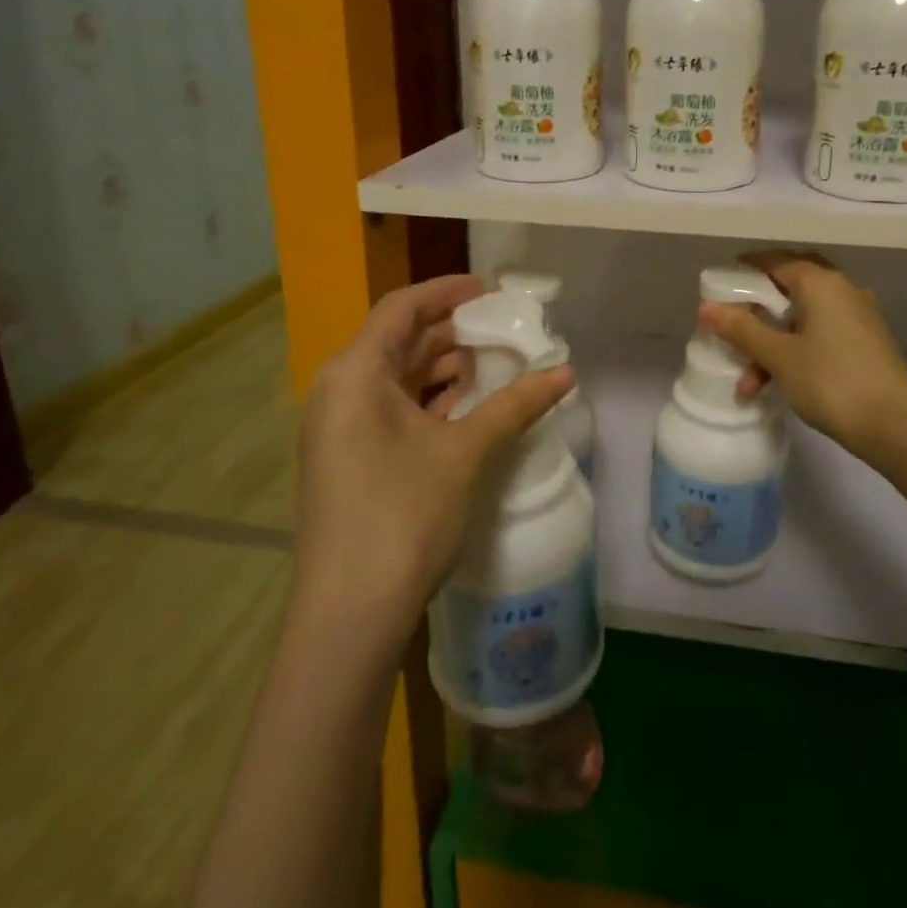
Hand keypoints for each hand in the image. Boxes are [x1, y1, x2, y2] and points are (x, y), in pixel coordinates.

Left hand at [291, 275, 572, 652]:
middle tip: (502, 330)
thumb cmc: (402, 516)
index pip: (401, 308)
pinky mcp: (349, 460)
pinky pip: (391, 410)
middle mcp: (338, 392)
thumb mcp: (465, 453)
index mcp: (354, 374)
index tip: (489, 290)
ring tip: (495, 367)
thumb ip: (516, 405)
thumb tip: (567, 373)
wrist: (347, 617)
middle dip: (451, 333)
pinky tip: (469, 411)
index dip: (446, 291)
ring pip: (396, 378)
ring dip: (443, 369)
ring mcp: (340, 429)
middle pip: (398, 341)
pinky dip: (430, 402)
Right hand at [699, 251, 906, 467]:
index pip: (776, 261)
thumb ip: (742, 329)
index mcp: (821, 283)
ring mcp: (857, 318)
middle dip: (760, 305)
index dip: (746, 269)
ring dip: (773, 341)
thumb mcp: (778, 356)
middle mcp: (842, 290)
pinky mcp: (865, 344)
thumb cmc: (831, 381)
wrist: (895, 426)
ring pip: (804, 317)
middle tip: (735, 318)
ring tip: (747, 381)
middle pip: (792, 285)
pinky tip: (777, 383)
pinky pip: (820, 334)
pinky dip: (795, 350)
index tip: (721, 283)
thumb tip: (707, 307)